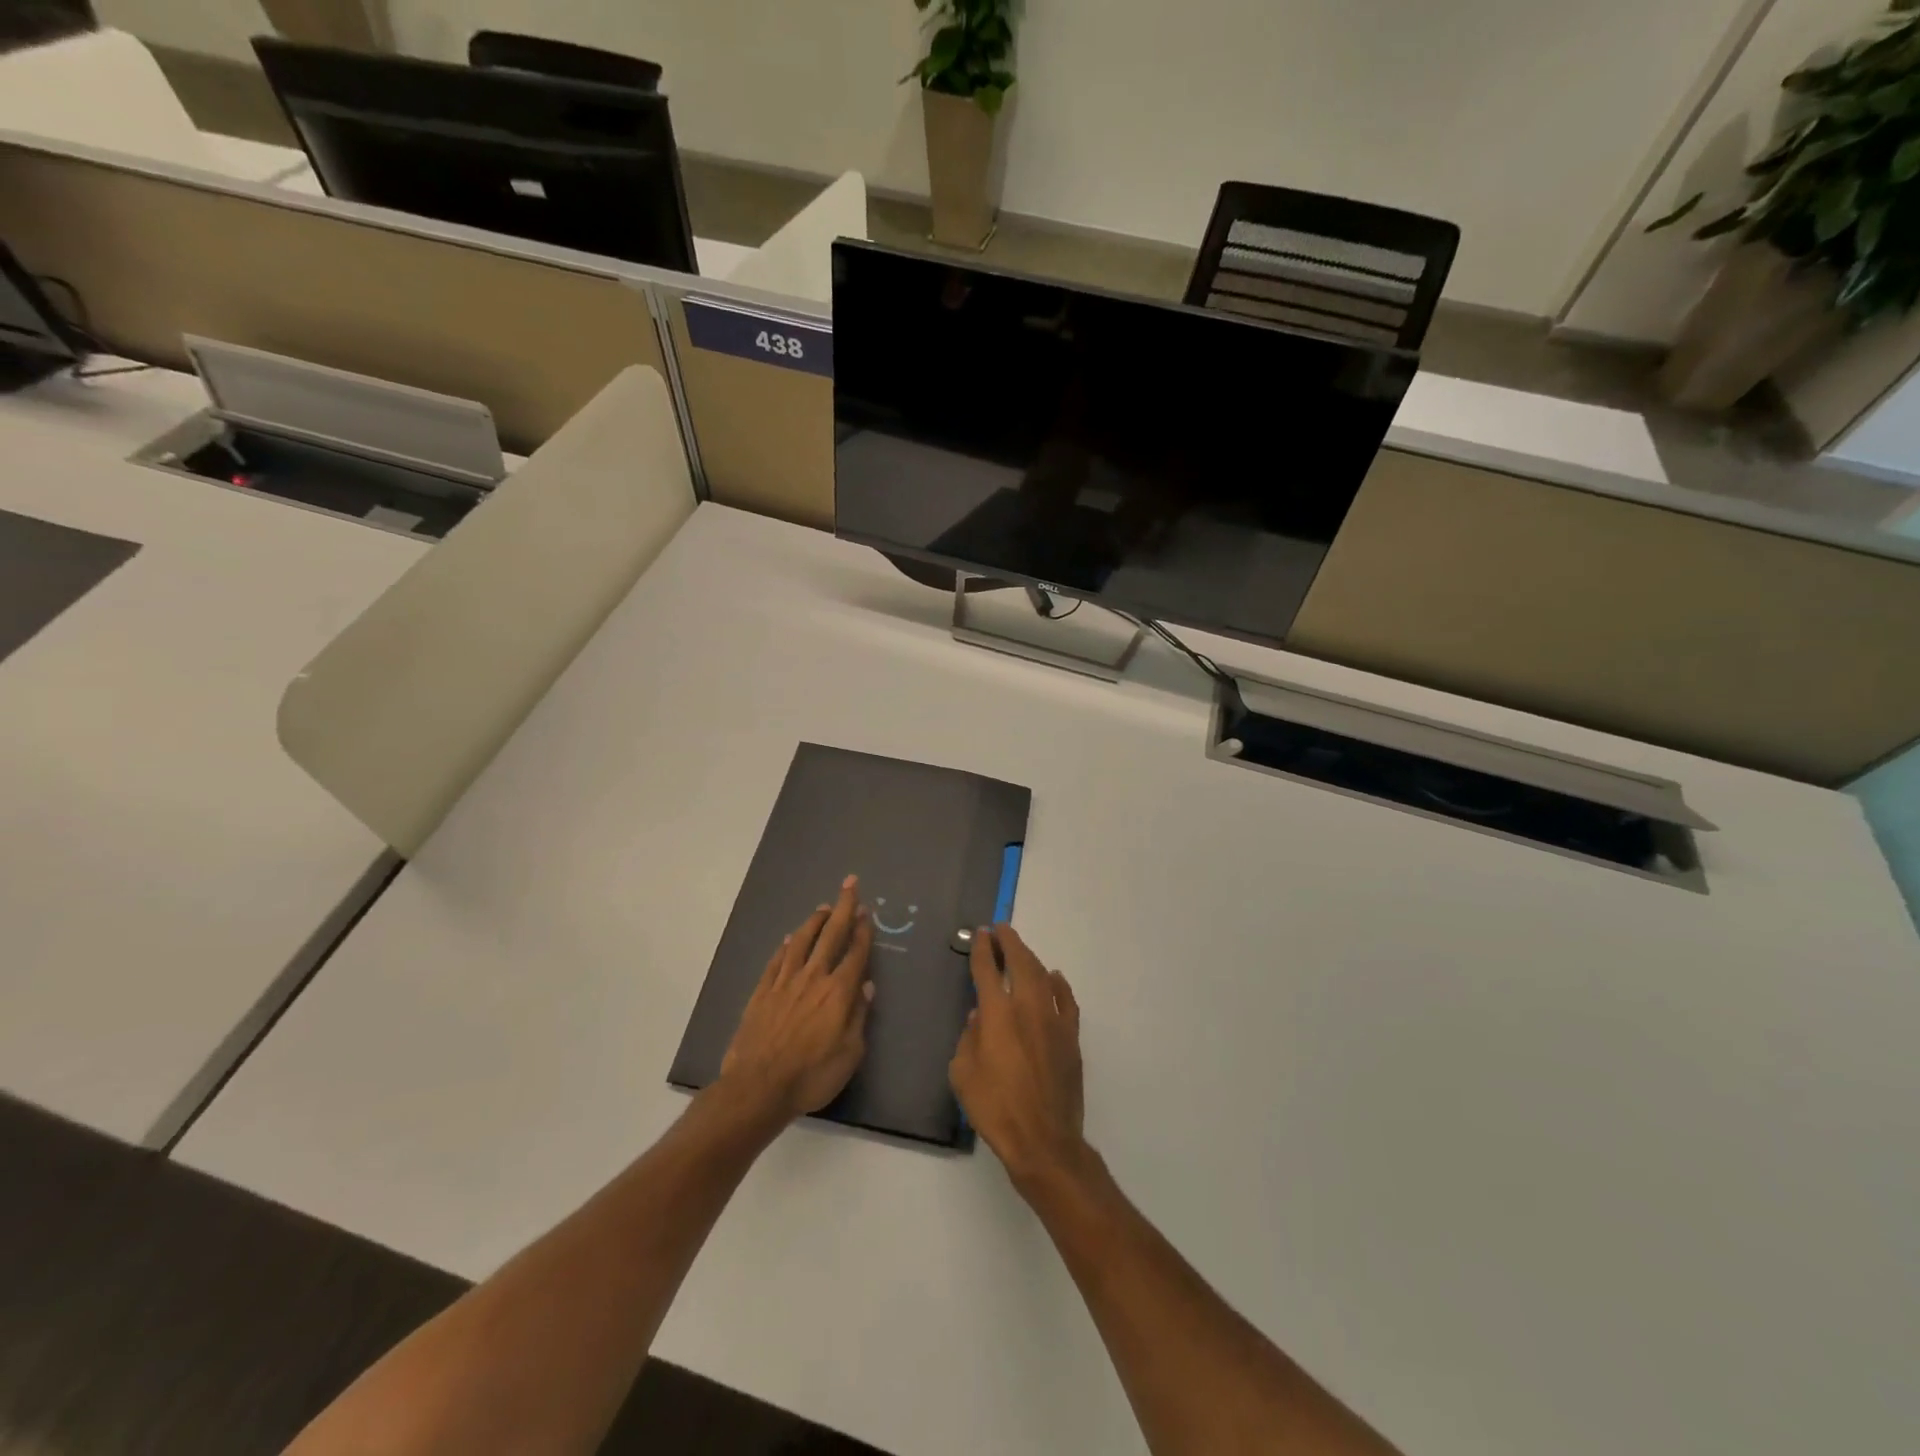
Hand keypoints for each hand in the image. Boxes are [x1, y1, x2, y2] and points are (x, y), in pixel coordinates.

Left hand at [721, 875, 874, 1123]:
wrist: (758, 1087)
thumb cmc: (812, 1075)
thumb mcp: (849, 1054)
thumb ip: (859, 1017)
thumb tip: (867, 986)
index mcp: (838, 992)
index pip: (855, 953)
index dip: (863, 930)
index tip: (867, 911)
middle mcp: (813, 978)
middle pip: (831, 935)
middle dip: (844, 908)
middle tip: (850, 884)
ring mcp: (784, 982)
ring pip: (802, 941)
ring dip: (815, 921)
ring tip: (823, 907)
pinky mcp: (762, 992)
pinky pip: (777, 960)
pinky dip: (786, 946)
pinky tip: (790, 938)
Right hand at [949, 924, 1088, 1189]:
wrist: (1044, 1140)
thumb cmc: (995, 1109)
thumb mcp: (963, 1075)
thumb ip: (968, 1039)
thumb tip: (979, 1017)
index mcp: (997, 1014)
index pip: (987, 970)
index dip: (982, 949)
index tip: (980, 934)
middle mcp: (1027, 1008)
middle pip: (1020, 962)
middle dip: (1009, 942)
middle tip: (1000, 929)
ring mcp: (1054, 1020)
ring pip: (1043, 976)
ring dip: (1030, 958)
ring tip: (1020, 950)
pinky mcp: (1071, 1037)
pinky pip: (1066, 1000)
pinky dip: (1058, 984)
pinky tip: (1054, 978)